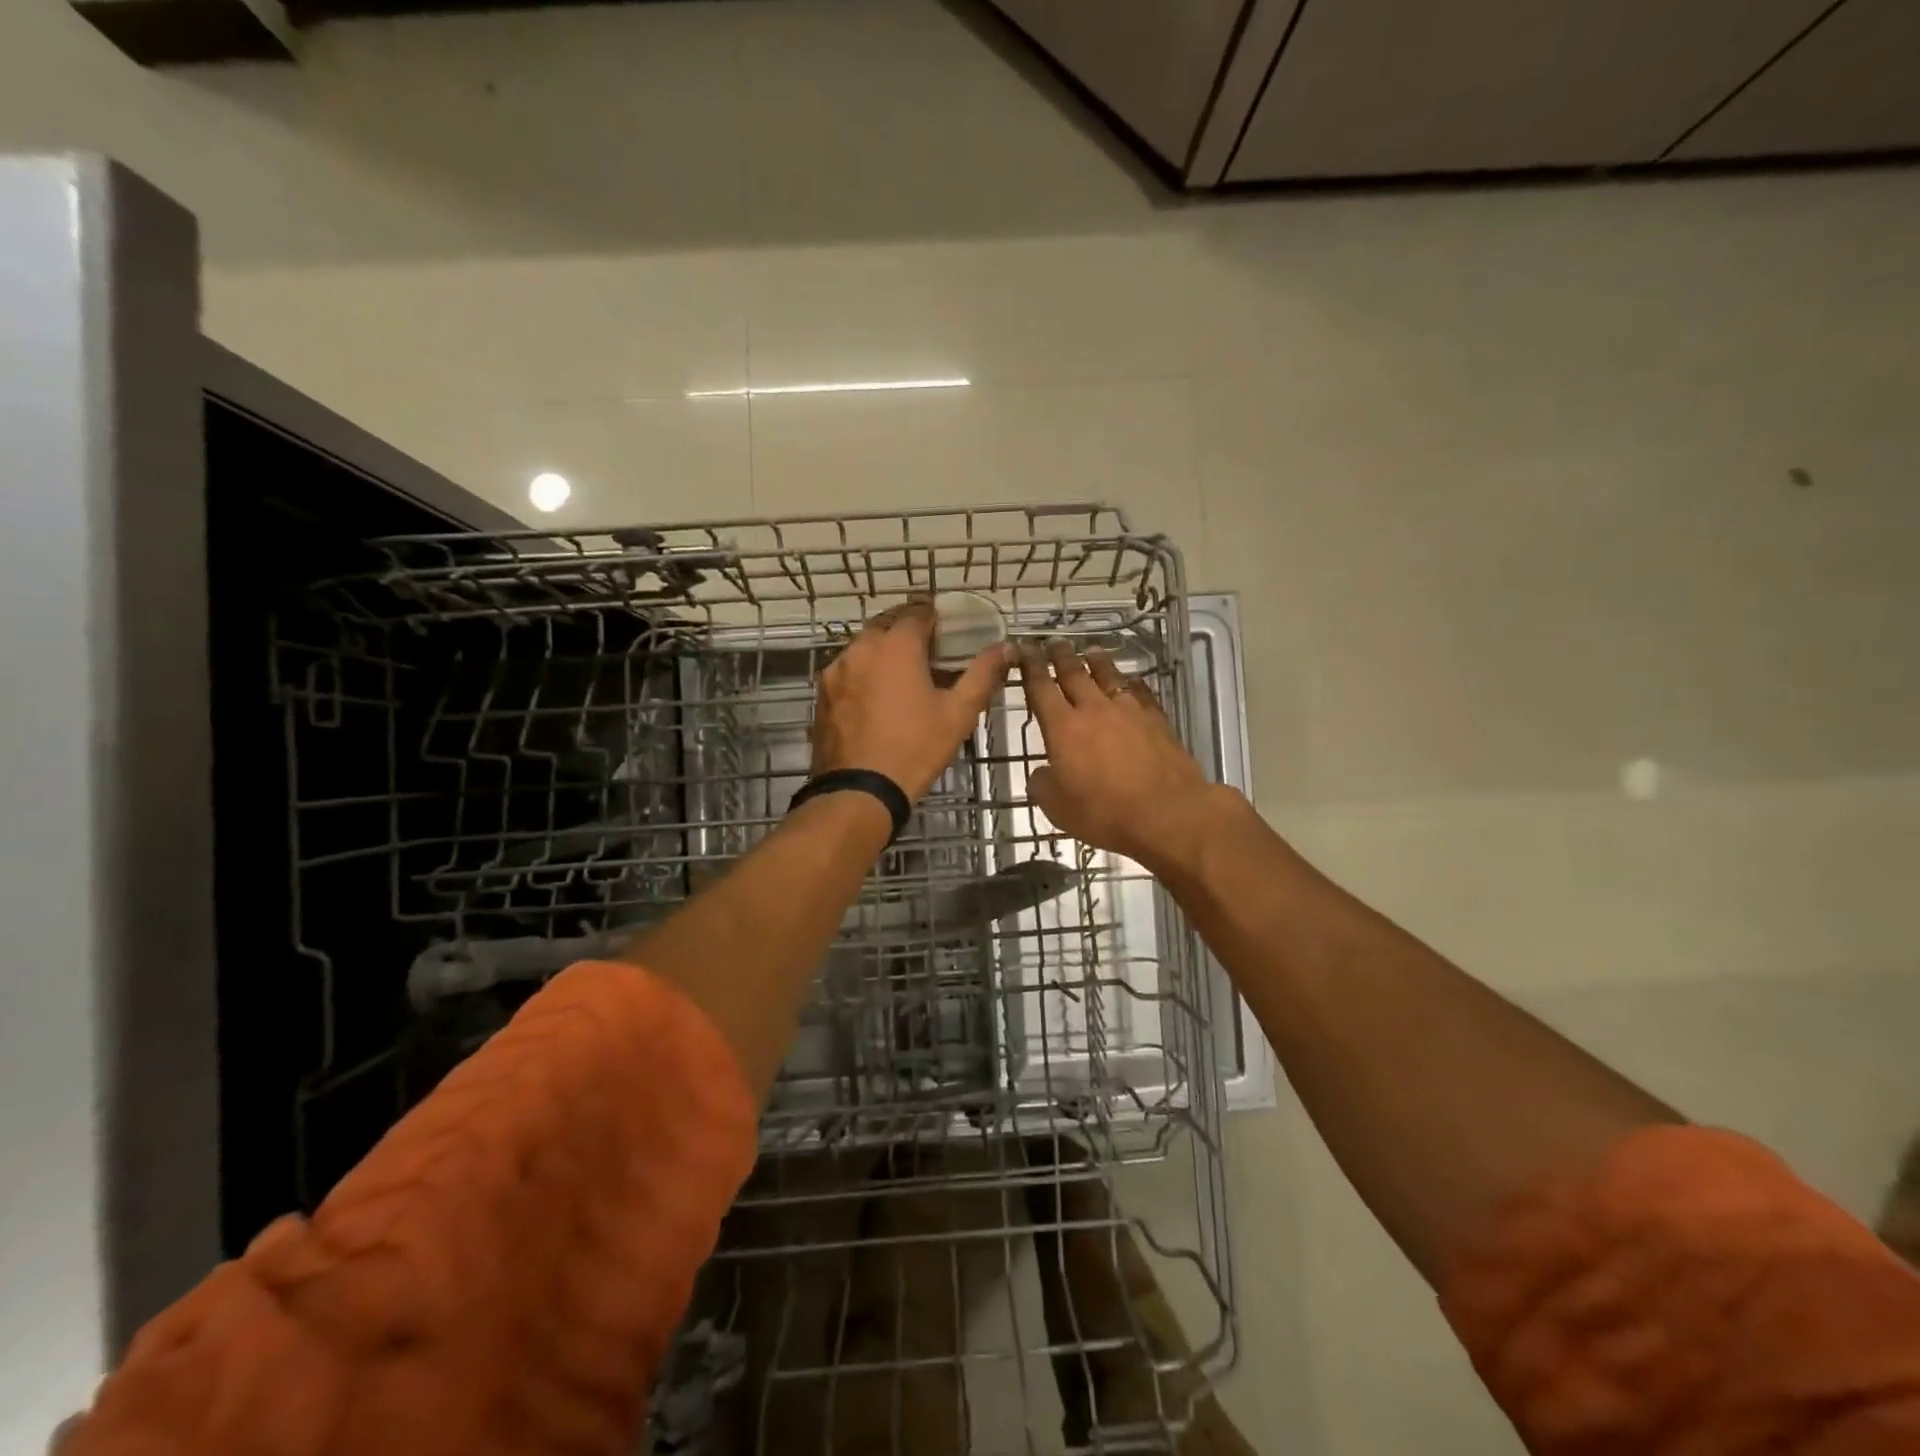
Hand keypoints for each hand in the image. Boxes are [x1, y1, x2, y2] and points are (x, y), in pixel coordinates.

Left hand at [811, 601, 1011, 800]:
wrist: (860, 791)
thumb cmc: (916, 748)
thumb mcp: (959, 712)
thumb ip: (984, 673)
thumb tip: (1008, 647)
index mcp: (896, 644)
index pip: (918, 612)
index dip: (936, 617)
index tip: (948, 630)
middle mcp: (861, 647)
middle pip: (887, 625)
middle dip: (908, 632)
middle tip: (929, 653)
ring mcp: (836, 670)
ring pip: (864, 648)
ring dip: (884, 653)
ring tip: (903, 677)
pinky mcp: (822, 694)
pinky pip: (848, 672)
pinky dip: (864, 675)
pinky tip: (877, 699)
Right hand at [1020, 642, 1216, 870]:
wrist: (1168, 813)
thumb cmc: (1105, 813)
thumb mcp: (1058, 809)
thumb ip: (1043, 785)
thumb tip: (1042, 773)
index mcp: (1063, 728)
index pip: (1041, 688)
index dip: (1030, 667)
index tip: (1024, 650)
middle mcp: (1094, 710)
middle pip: (1075, 673)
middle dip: (1062, 656)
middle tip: (1054, 642)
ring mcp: (1129, 711)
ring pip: (1109, 676)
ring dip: (1097, 662)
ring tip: (1091, 652)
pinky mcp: (1157, 720)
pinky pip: (1140, 692)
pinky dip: (1132, 683)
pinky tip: (1132, 682)